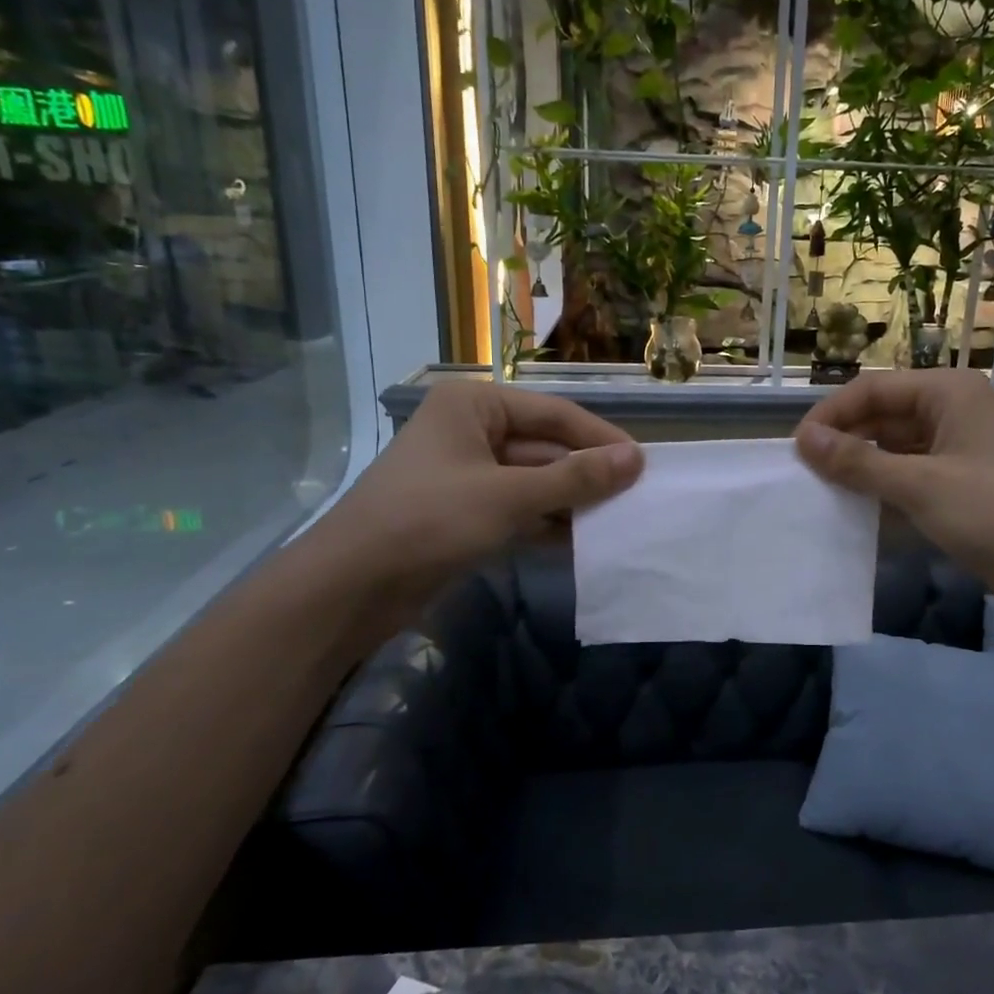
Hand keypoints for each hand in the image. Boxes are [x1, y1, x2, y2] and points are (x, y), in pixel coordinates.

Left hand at [312, 382, 641, 607]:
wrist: (350, 588)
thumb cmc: (429, 521)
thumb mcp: (509, 497)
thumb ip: (575, 478)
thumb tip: (635, 459)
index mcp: (475, 405)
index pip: (555, 415)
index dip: (600, 440)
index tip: (643, 465)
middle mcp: (472, 431)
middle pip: (546, 448)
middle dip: (587, 475)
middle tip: (637, 499)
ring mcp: (467, 474)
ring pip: (535, 482)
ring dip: (572, 503)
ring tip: (620, 522)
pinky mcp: (465, 513)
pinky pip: (519, 510)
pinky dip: (547, 524)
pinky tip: (584, 543)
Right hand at [794, 369, 993, 608]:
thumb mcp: (919, 485)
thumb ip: (858, 461)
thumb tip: (803, 440)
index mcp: (948, 392)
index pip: (872, 390)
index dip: (831, 416)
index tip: (796, 450)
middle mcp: (952, 411)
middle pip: (882, 415)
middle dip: (844, 441)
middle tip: (805, 474)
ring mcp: (958, 448)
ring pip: (893, 447)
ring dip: (861, 467)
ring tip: (822, 492)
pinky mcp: (960, 484)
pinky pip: (909, 474)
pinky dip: (883, 488)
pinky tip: (856, 509)